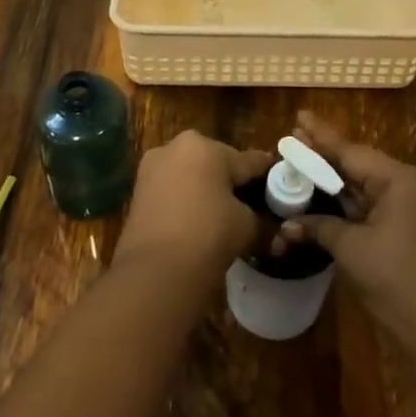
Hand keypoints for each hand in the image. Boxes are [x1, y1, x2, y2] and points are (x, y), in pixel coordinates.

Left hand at [114, 131, 272, 287]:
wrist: (155, 271)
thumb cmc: (209, 234)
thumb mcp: (245, 226)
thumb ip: (260, 221)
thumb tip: (271, 230)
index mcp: (205, 146)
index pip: (246, 160)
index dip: (265, 173)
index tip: (279, 178)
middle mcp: (175, 147)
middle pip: (215, 163)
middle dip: (230, 181)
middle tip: (248, 203)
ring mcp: (151, 169)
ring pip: (190, 177)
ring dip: (205, 191)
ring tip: (222, 216)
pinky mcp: (137, 193)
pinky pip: (171, 192)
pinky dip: (184, 203)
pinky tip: (196, 223)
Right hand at [282, 111, 415, 360]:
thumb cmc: (395, 281)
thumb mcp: (352, 250)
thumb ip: (319, 228)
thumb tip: (288, 225)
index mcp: (399, 180)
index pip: (351, 151)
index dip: (321, 137)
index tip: (299, 117)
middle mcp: (410, 186)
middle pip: (360, 165)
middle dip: (326, 157)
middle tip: (294, 141)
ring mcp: (414, 208)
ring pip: (368, 186)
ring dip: (337, 182)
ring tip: (305, 165)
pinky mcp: (413, 229)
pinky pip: (377, 205)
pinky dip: (352, 203)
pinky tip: (329, 199)